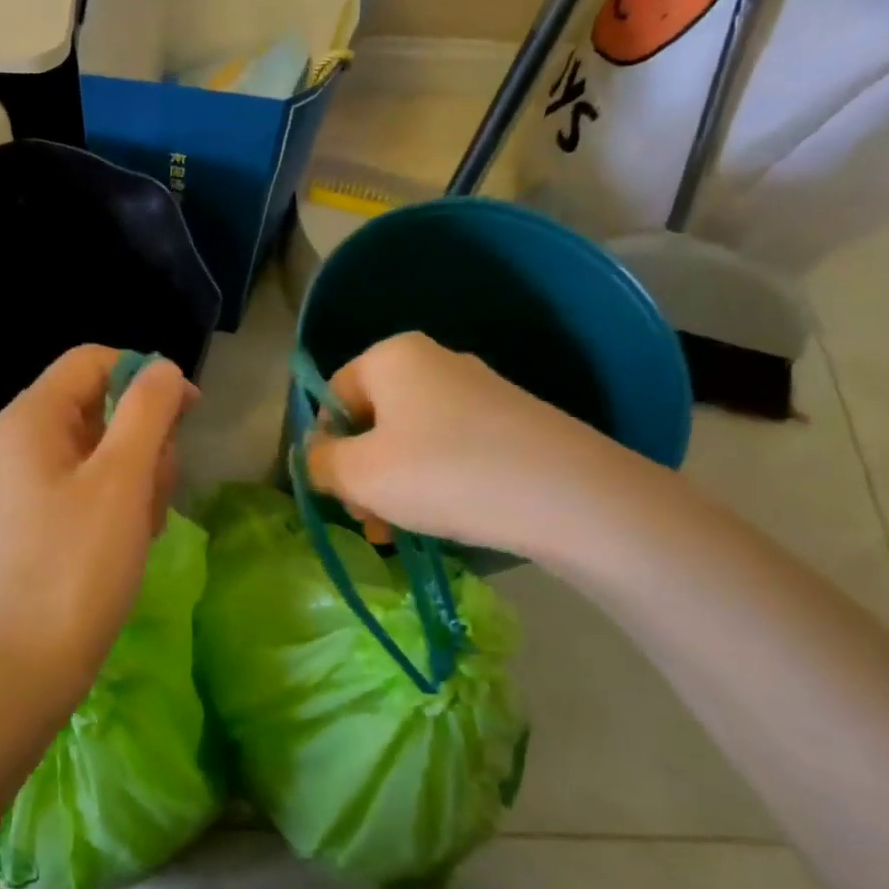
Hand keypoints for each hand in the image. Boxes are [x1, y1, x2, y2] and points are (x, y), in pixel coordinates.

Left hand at [0, 346, 196, 715]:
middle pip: (103, 406)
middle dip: (146, 440)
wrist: (20, 668)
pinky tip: (132, 542)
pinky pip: (93, 489)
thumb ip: (148, 410)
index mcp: (32, 417)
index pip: (95, 360)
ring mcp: (31, 483)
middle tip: (158, 489)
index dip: (146, 376)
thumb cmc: (74, 565)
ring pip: (106, 451)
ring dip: (140, 478)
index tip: (188, 413)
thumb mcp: (122, 478)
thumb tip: (163, 368)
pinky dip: (122, 506)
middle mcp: (24, 440)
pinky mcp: (42, 520)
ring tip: (144, 526)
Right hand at [305, 331, 650, 562]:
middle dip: (360, 472)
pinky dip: (434, 482)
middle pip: (372, 418)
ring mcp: (477, 390)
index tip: (337, 492)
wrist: (571, 496)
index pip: (333, 395)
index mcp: (393, 356)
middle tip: (368, 520)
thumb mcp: (361, 474)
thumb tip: (317, 457)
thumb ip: (321, 463)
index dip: (325, 445)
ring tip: (399, 533)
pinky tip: (441, 519)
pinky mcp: (509, 421)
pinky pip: (449, 448)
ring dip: (393, 485)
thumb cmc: (445, 473)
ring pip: (409, 439)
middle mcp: (434, 361)